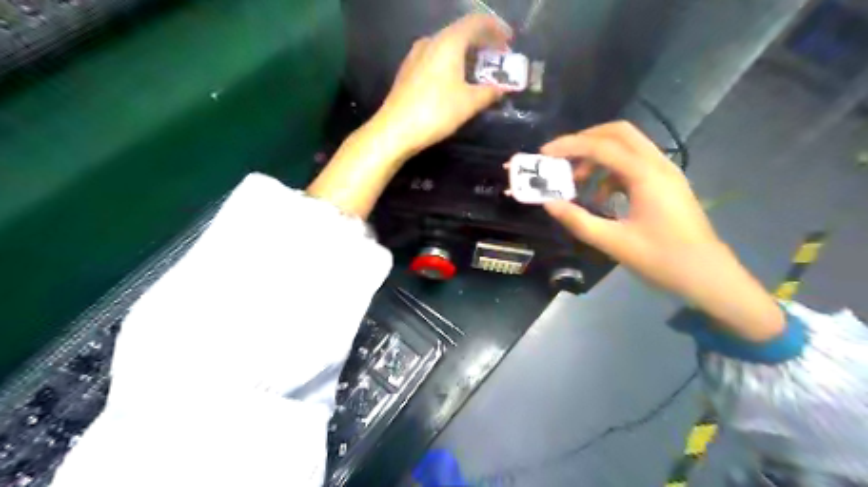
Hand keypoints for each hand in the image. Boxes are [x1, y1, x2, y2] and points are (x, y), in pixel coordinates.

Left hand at [375, 13, 510, 153]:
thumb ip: (489, 93)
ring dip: (466, 54)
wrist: (395, 130)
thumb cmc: (435, 112)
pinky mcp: (408, 70)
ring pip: (447, 45)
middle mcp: (431, 41)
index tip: (509, 41)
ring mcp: (416, 55)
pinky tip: (455, 79)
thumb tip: (502, 89)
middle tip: (498, 58)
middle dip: (483, 43)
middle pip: (461, 32)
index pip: (476, 23)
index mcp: (448, 42)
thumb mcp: (468, 104)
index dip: (496, 28)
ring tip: (479, 70)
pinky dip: (452, 62)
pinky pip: (436, 57)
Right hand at [544, 122, 783, 341]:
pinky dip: (611, 173)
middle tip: (561, 158)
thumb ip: (578, 221)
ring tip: (576, 182)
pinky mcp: (666, 185)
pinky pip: (633, 166)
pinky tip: (600, 198)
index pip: (602, 146)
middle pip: (618, 133)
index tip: (544, 154)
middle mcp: (658, 164)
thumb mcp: (614, 243)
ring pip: (627, 148)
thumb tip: (548, 203)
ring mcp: (665, 173)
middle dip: (585, 140)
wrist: (707, 276)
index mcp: (646, 175)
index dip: (570, 146)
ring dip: (598, 157)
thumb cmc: (662, 259)